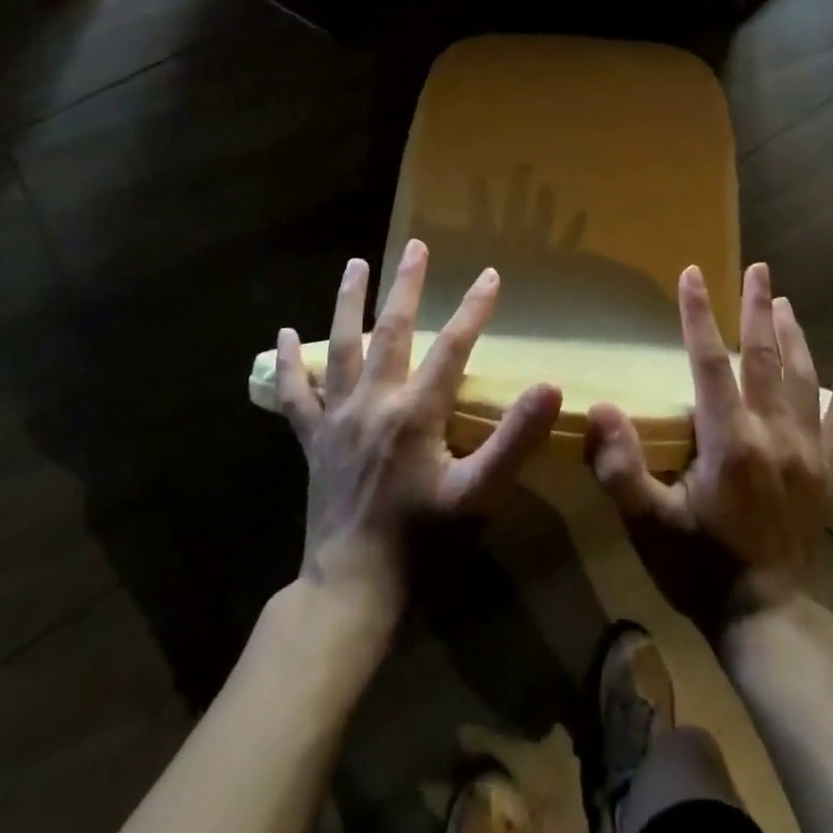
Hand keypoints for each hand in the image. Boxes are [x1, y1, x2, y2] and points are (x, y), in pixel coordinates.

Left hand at [274, 240, 563, 617]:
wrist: (352, 586)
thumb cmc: (421, 540)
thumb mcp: (477, 494)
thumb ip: (514, 439)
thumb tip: (549, 388)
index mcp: (415, 412)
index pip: (453, 346)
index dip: (474, 309)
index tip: (489, 275)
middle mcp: (374, 402)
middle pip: (392, 330)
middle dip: (406, 285)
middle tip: (415, 246)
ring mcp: (338, 418)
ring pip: (342, 347)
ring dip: (349, 302)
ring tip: (355, 265)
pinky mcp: (313, 439)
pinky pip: (296, 394)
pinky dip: (289, 364)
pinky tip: (282, 334)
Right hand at [585, 263, 832, 638]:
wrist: (768, 623)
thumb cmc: (701, 570)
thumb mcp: (649, 525)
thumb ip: (621, 469)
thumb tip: (602, 410)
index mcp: (730, 441)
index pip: (711, 362)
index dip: (698, 315)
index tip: (692, 275)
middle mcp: (774, 435)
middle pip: (765, 358)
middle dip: (758, 308)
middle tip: (759, 269)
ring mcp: (808, 453)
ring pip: (804, 379)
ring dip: (794, 335)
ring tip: (785, 301)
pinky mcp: (828, 475)